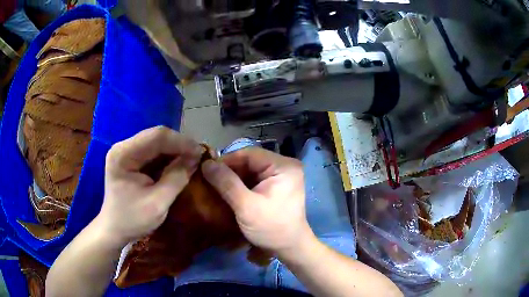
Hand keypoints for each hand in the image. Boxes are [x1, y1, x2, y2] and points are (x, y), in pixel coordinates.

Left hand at [97, 126, 202, 246]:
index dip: (180, 142)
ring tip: (193, 158)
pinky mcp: (131, 158)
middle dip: (180, 145)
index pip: (156, 137)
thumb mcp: (157, 203)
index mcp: (123, 155)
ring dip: (176, 149)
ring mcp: (127, 151)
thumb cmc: (132, 220)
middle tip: (199, 156)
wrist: (114, 229)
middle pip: (156, 136)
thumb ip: (176, 179)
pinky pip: (154, 151)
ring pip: (157, 141)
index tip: (200, 153)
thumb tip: (196, 158)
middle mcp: (123, 147)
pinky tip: (180, 162)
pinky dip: (169, 156)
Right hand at [201, 148, 312, 255]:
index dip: (227, 160)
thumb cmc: (271, 229)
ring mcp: (281, 177)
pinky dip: (240, 185)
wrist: (290, 249)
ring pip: (250, 170)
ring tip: (214, 185)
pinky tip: (226, 192)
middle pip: (250, 161)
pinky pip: (254, 180)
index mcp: (284, 166)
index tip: (207, 170)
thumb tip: (206, 164)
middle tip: (208, 179)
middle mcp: (284, 167)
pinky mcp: (276, 187)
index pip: (250, 153)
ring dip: (233, 178)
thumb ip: (226, 183)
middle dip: (229, 170)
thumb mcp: (246, 207)